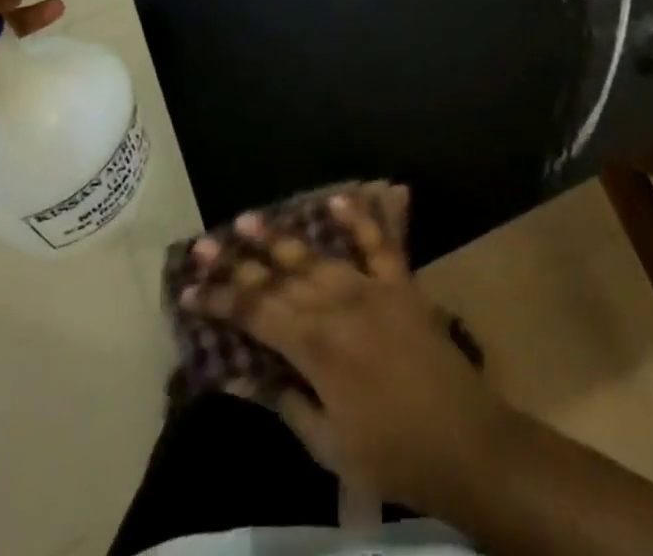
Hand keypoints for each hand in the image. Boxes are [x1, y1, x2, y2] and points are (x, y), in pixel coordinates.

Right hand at [184, 186, 515, 509]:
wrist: (463, 440)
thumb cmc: (391, 453)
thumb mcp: (328, 446)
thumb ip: (288, 403)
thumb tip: (249, 377)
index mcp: (316, 347)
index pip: (257, 314)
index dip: (220, 301)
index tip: (188, 290)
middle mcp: (339, 306)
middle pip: (280, 278)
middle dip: (239, 262)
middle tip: (205, 244)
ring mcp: (372, 288)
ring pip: (319, 256)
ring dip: (283, 237)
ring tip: (251, 219)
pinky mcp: (401, 283)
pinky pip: (379, 243)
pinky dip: (359, 218)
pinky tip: (338, 198)